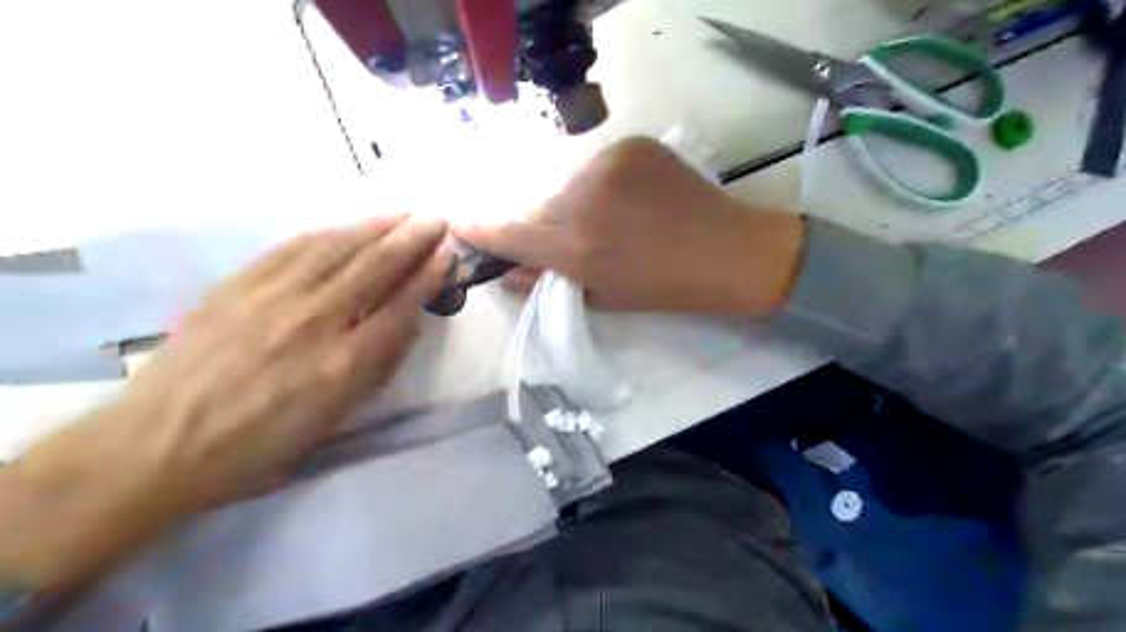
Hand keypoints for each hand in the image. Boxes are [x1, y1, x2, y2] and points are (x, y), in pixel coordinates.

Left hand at [5, 215, 451, 587]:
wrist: (160, 443)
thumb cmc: (260, 445)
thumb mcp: (334, 420)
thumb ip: (378, 369)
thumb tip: (408, 324)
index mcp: (345, 363)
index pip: (401, 305)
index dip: (428, 276)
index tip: (447, 254)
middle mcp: (317, 321)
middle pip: (375, 267)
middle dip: (412, 239)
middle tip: (437, 221)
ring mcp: (274, 297)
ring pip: (336, 248)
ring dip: (375, 227)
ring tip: (401, 215)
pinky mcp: (238, 285)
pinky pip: (292, 248)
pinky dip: (326, 233)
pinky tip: (344, 226)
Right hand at [451, 136, 804, 316]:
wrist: (727, 251)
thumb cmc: (664, 287)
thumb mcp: (603, 296)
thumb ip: (550, 282)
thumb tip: (507, 274)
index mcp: (577, 248)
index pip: (512, 234)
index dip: (482, 232)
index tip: (461, 224)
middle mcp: (583, 201)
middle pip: (539, 207)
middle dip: (545, 224)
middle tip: (575, 238)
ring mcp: (608, 165)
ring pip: (567, 183)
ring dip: (574, 202)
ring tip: (611, 218)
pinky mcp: (631, 145)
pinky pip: (596, 165)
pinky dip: (601, 183)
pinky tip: (629, 198)